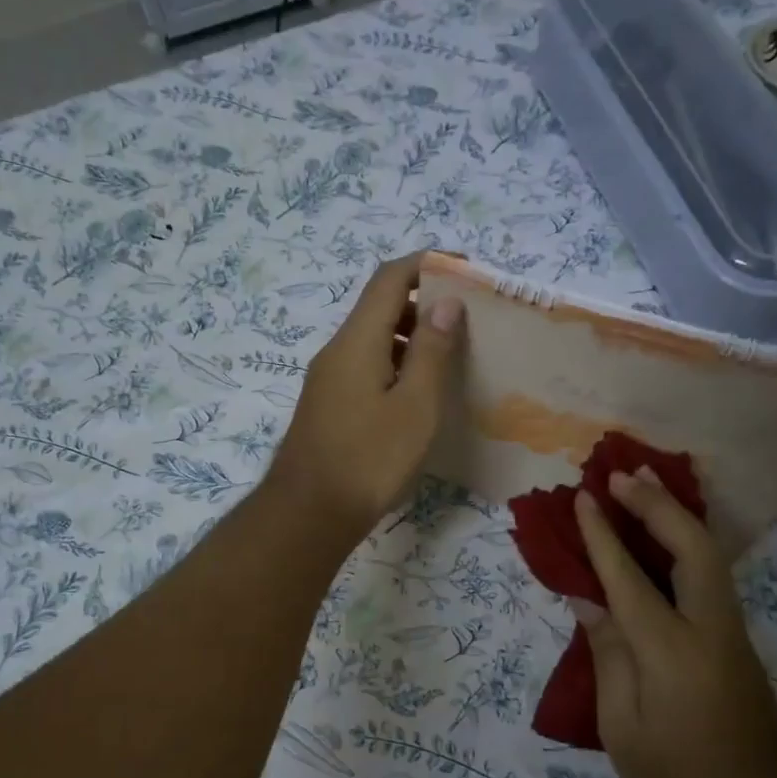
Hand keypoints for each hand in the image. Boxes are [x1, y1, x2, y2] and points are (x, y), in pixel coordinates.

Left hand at [265, 254, 464, 544]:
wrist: (309, 514)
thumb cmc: (369, 459)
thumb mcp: (415, 406)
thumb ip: (431, 351)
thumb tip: (445, 301)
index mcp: (357, 341)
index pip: (389, 278)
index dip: (427, 264)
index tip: (466, 270)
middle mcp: (337, 351)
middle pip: (379, 306)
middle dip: (423, 302)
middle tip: (467, 320)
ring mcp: (328, 379)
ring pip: (372, 339)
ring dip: (410, 336)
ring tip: (451, 357)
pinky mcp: (328, 405)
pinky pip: (365, 366)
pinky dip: (395, 363)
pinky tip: (419, 393)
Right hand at [572, 467, 776, 777]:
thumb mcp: (621, 726)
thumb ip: (608, 654)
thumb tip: (590, 600)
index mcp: (671, 651)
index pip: (629, 577)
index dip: (603, 535)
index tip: (585, 497)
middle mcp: (710, 630)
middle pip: (692, 547)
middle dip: (657, 504)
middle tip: (623, 474)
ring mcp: (733, 636)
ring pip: (710, 557)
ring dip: (676, 517)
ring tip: (645, 487)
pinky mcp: (740, 646)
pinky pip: (711, 579)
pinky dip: (686, 546)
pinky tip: (666, 537)